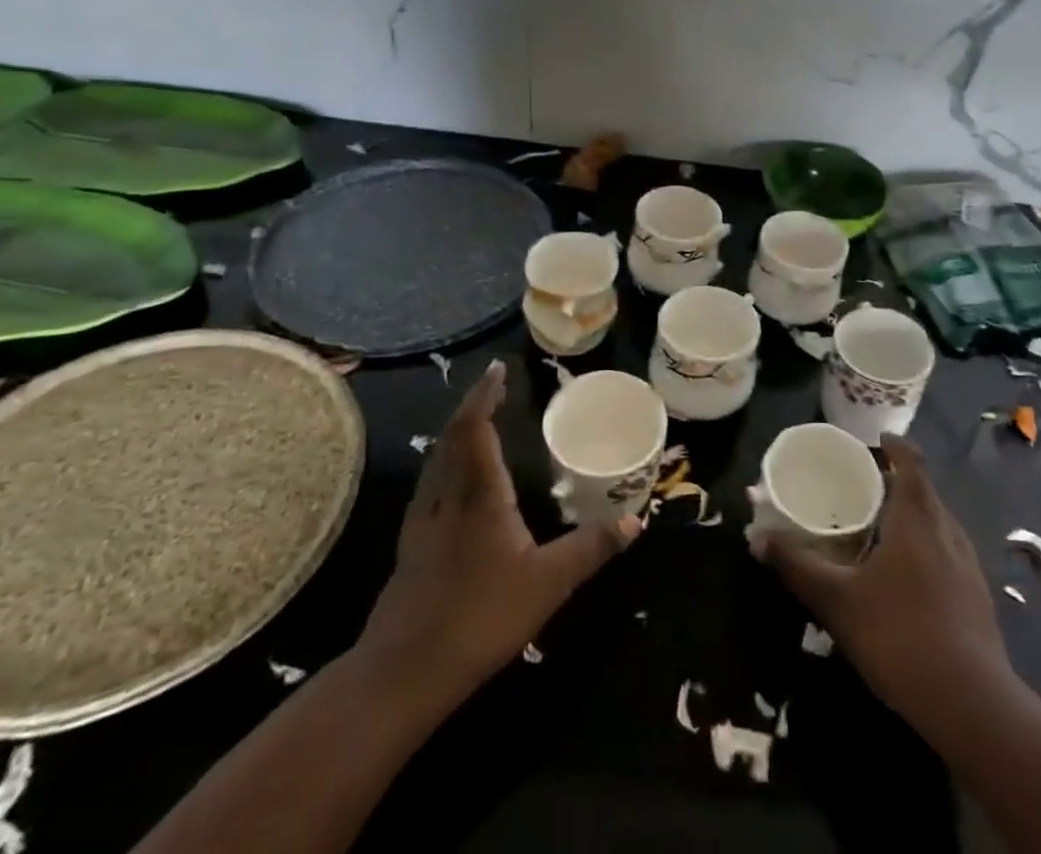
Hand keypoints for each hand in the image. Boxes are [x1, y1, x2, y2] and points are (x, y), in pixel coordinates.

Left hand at [357, 361, 639, 706]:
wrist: (404, 671)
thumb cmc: (481, 616)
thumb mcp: (548, 583)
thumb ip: (591, 548)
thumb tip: (635, 521)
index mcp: (479, 493)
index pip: (476, 427)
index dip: (485, 394)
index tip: (497, 368)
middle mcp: (446, 494)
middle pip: (452, 435)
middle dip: (472, 404)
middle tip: (493, 386)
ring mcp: (422, 519)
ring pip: (436, 457)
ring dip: (456, 430)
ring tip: (477, 421)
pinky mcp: (411, 543)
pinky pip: (430, 481)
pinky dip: (445, 459)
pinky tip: (454, 479)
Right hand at [753, 434, 1009, 733]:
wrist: (972, 704)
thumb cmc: (899, 634)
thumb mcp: (837, 600)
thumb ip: (797, 565)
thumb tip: (758, 538)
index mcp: (916, 517)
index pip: (911, 461)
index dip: (895, 446)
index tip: (876, 442)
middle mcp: (947, 529)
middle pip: (924, 490)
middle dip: (897, 482)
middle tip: (864, 488)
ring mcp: (968, 563)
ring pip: (939, 522)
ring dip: (914, 515)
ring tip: (883, 529)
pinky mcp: (978, 595)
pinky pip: (949, 552)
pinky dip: (927, 546)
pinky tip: (909, 577)